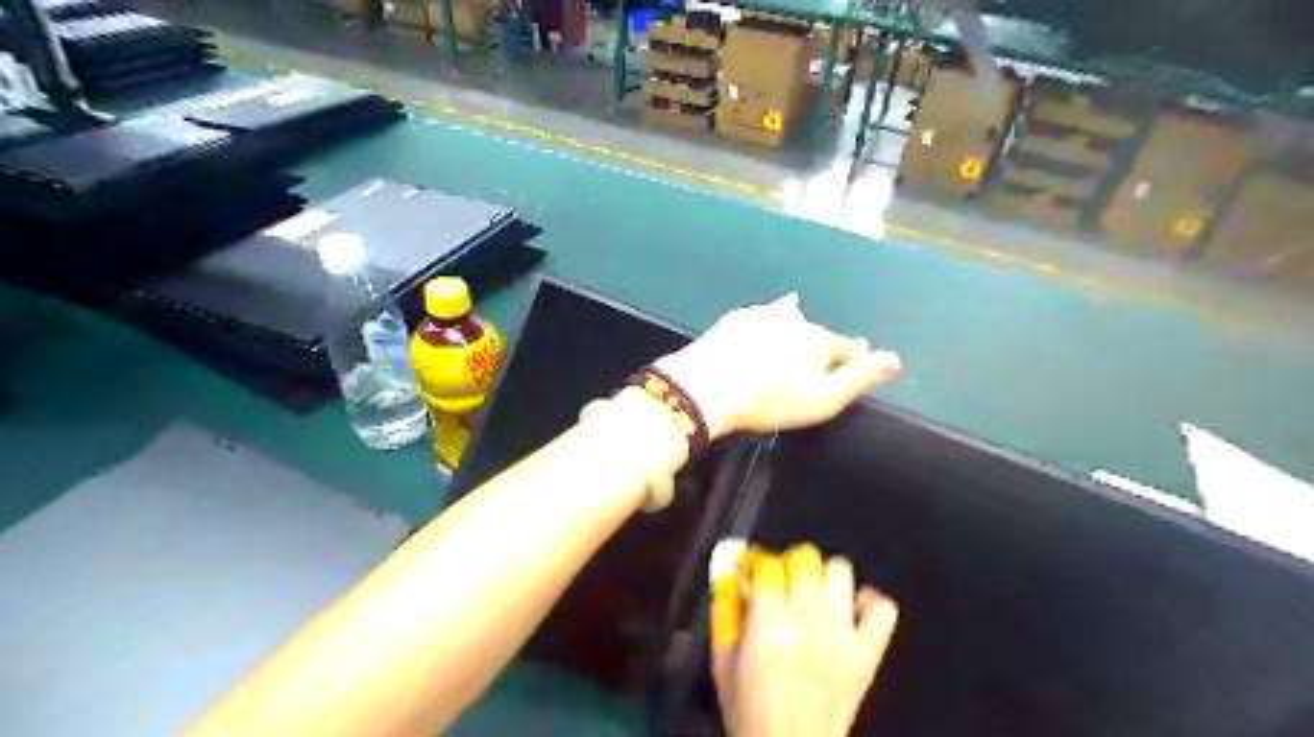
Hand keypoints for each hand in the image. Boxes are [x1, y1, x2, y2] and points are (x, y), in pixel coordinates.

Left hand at [656, 296, 905, 441]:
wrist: (707, 386)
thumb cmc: (771, 400)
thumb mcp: (822, 399)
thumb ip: (859, 378)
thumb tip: (895, 359)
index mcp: (820, 341)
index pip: (847, 346)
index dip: (855, 355)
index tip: (859, 358)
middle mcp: (796, 320)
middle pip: (816, 332)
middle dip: (821, 343)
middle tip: (817, 359)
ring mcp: (762, 315)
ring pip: (788, 318)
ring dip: (793, 327)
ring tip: (793, 336)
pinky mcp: (735, 319)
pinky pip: (758, 317)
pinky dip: (764, 322)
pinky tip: (760, 325)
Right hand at [715, 545, 898, 735]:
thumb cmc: (750, 709)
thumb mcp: (722, 660)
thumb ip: (724, 609)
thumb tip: (728, 569)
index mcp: (768, 623)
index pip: (767, 564)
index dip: (754, 560)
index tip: (749, 569)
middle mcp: (808, 621)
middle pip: (805, 559)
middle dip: (788, 565)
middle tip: (780, 584)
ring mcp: (843, 635)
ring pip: (840, 572)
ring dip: (823, 577)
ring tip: (812, 595)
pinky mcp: (868, 652)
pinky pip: (883, 608)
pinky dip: (867, 603)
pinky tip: (849, 612)